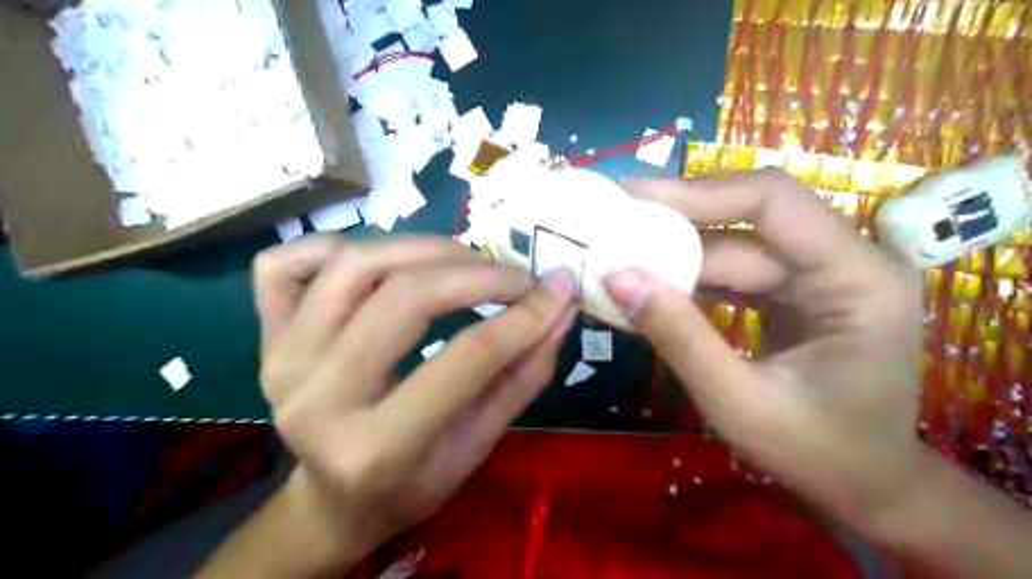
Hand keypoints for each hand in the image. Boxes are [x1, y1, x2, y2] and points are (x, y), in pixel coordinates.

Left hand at [254, 234, 577, 561]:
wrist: (333, 498)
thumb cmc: (414, 482)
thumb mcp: (479, 444)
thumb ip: (524, 375)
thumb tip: (560, 308)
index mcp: (377, 448)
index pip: (467, 358)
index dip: (524, 316)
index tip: (559, 289)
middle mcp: (317, 397)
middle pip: (406, 296)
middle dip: (478, 273)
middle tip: (517, 276)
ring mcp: (282, 360)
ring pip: (355, 265)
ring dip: (424, 248)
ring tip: (466, 261)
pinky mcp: (265, 337)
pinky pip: (287, 263)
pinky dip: (337, 245)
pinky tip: (381, 261)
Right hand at [601, 169, 922, 536]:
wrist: (865, 487)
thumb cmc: (818, 453)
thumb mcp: (739, 402)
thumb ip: (679, 336)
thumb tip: (616, 276)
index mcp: (858, 276)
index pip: (772, 200)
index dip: (697, 192)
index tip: (630, 197)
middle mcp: (844, 259)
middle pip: (745, 222)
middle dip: (674, 227)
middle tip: (607, 227)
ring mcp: (818, 275)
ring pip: (732, 246)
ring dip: (674, 255)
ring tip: (615, 256)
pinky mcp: (793, 292)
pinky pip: (732, 272)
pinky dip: (688, 279)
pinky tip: (648, 287)